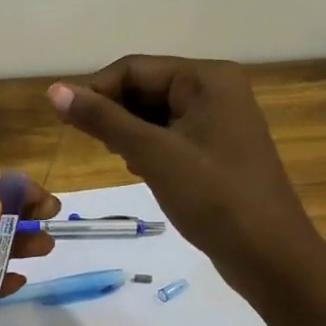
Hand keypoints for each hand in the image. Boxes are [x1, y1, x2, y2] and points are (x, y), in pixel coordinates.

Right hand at [47, 56, 319, 297]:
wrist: (271, 257)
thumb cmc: (213, 197)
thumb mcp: (152, 154)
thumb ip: (103, 119)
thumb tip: (54, 90)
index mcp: (207, 78)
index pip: (134, 68)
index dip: (97, 91)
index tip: (68, 124)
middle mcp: (216, 89)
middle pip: (145, 87)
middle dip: (116, 115)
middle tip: (102, 149)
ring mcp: (220, 120)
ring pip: (155, 113)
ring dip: (130, 134)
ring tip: (125, 163)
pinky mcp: (218, 149)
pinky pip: (171, 135)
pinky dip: (149, 149)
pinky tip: (142, 172)